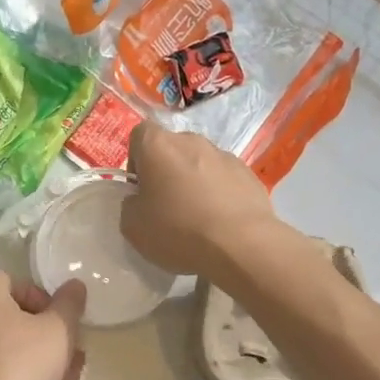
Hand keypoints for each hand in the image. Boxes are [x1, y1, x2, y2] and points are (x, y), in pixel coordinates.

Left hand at [0, 272, 86, 379]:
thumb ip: (69, 305)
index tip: (58, 314)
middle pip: (13, 314)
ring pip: (11, 345)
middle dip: (46, 329)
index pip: (9, 279)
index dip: (38, 292)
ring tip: (71, 370)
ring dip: (42, 354)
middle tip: (71, 344)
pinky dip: (26, 374)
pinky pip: (2, 369)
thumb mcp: (57, 330)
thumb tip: (74, 285)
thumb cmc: (20, 363)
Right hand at [121, 122, 277, 278]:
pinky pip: (225, 179)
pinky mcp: (249, 174)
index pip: (140, 135)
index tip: (140, 188)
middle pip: (172, 149)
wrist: (240, 245)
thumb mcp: (132, 226)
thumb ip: (131, 204)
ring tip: (198, 217)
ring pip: (200, 163)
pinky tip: (221, 222)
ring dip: (195, 181)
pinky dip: (220, 193)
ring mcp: (224, 155)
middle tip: (166, 205)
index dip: (137, 159)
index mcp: (158, 145)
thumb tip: (141, 200)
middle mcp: (191, 141)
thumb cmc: (177, 230)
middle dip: (167, 171)